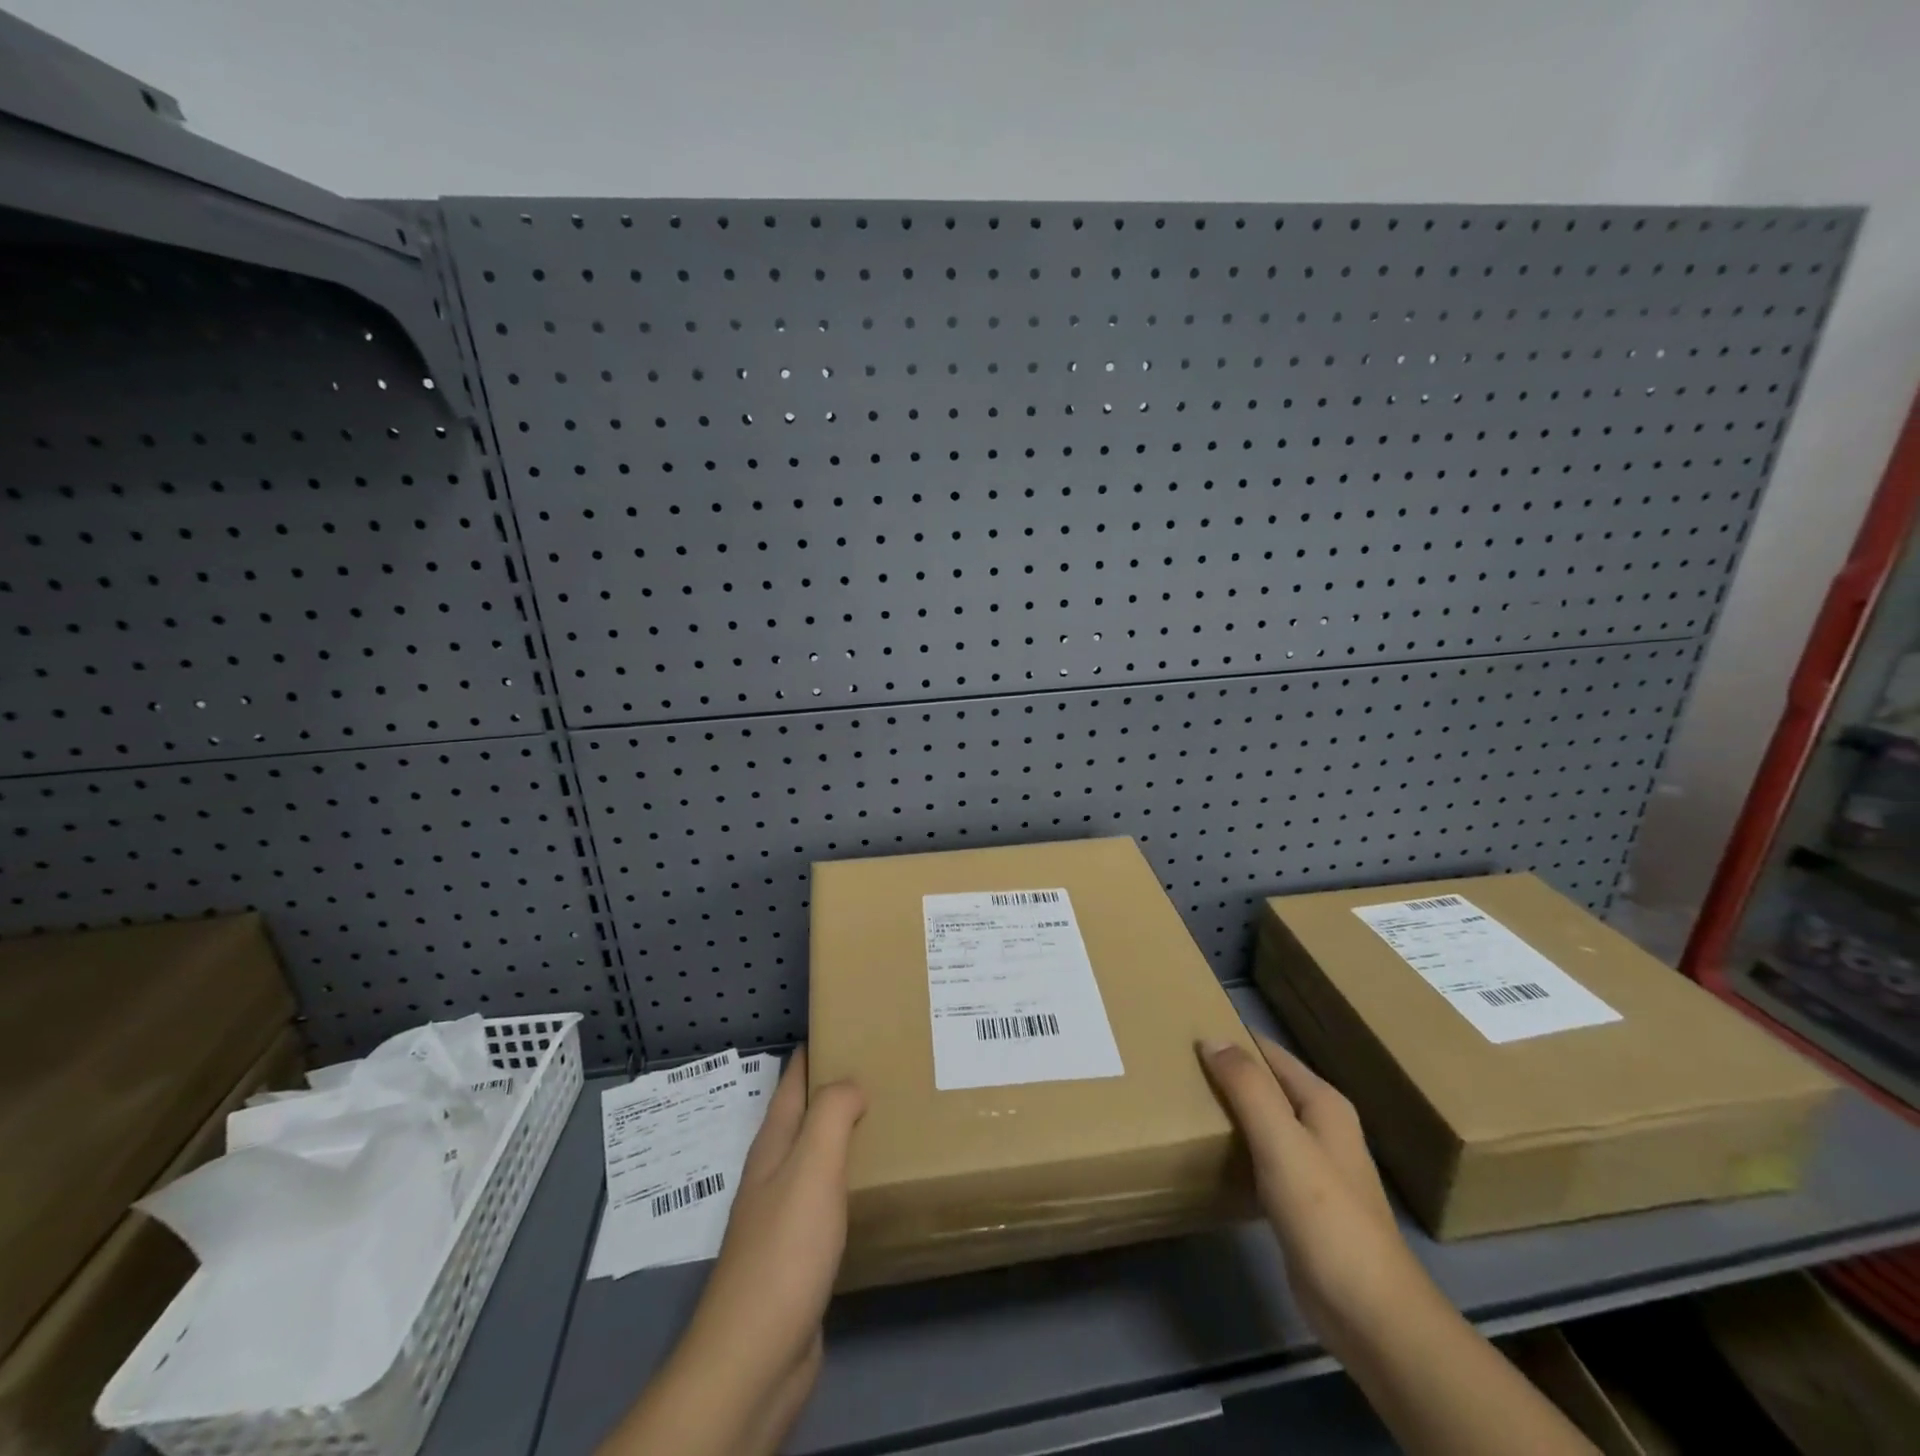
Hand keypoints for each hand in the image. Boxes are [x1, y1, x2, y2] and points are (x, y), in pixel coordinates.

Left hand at [689, 1047, 865, 1388]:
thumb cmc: (784, 1253)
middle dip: (838, 1087)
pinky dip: (851, 1176)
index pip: (793, 1080)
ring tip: (891, 1114)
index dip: (816, 1049)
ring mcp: (785, 1215)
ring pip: (818, 1155)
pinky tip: (875, 1182)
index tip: (853, 1024)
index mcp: (773, 1146)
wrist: (755, 1360)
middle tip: (887, 1066)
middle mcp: (775, 1173)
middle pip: (805, 1114)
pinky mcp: (801, 1253)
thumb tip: (851, 1079)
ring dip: (847, 1132)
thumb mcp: (811, 1169)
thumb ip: (832, 1115)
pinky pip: (829, 1196)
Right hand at [1198, 1035, 1431, 1348]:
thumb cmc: (1326, 1216)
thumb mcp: (1282, 1142)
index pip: (1269, 1052)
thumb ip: (1248, 1087)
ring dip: (1228, 1111)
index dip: (1231, 1040)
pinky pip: (1260, 1156)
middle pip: (1265, 1085)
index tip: (1184, 1033)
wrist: (1369, 1312)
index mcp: (1323, 1103)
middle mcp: (1321, 1126)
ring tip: (1182, 1102)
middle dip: (1225, 1074)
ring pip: (1261, 1121)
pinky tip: (1208, 1154)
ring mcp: (1313, 1166)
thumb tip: (1212, 1038)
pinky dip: (1236, 1147)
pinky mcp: (1300, 1201)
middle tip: (1175, 1067)